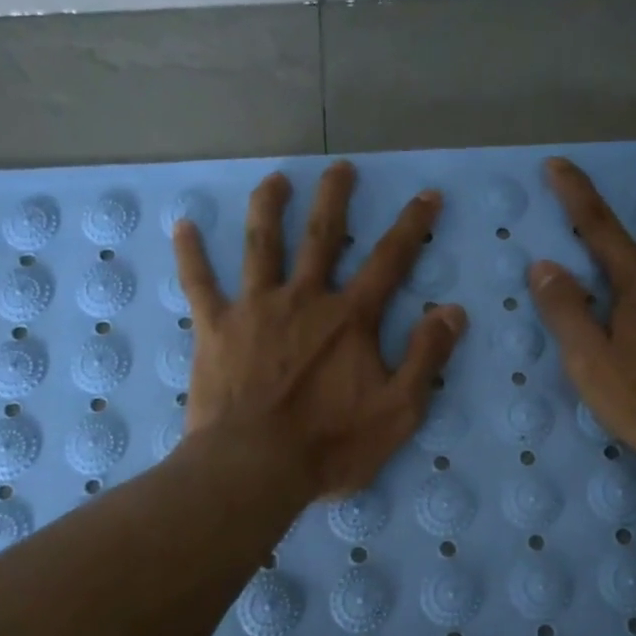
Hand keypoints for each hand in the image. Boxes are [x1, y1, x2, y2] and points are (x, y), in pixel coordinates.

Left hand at [174, 162, 468, 497]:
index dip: (413, 226)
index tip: (428, 195)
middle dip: (335, 198)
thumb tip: (452, 310)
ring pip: (262, 245)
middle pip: (321, 235)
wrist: (254, 467)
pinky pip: (199, 283)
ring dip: (269, 207)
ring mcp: (255, 308)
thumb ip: (426, 357)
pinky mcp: (215, 328)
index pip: (390, 260)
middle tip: (341, 168)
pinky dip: (191, 253)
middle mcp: (304, 298)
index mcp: (350, 318)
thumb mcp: (398, 410)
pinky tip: (183, 225)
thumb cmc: (330, 444)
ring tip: (275, 180)